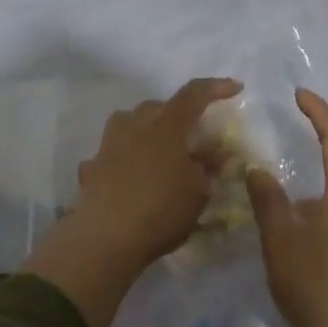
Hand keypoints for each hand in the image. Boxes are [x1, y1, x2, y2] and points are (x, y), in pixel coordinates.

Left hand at [72, 77, 242, 266]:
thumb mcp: (198, 191)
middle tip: (193, 134)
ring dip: (147, 131)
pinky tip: (131, 177)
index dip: (216, 88)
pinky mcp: (92, 166)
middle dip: (178, 114)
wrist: (104, 238)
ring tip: (160, 152)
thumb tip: (211, 156)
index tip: (235, 88)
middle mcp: (135, 124)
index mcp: (166, 124)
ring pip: (130, 123)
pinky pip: (113, 153)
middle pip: (159, 107)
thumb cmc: (160, 209)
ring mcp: (109, 144)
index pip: (194, 94)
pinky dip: (125, 159)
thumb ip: (206, 168)